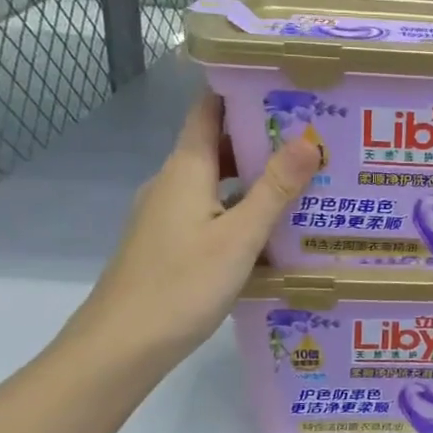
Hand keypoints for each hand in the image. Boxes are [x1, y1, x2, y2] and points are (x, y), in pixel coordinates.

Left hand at [67, 93, 319, 373]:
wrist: (119, 349)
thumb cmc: (181, 285)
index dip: (240, 90)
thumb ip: (275, 188)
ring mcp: (166, 215)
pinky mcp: (168, 243)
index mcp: (185, 170)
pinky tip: (272, 226)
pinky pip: (210, 210)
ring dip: (254, 175)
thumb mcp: (239, 237)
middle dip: (262, 136)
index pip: (209, 110)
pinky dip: (240, 207)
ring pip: (215, 181)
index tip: (284, 83)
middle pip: (217, 145)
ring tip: (303, 176)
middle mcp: (172, 183)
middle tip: (313, 133)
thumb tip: (309, 139)